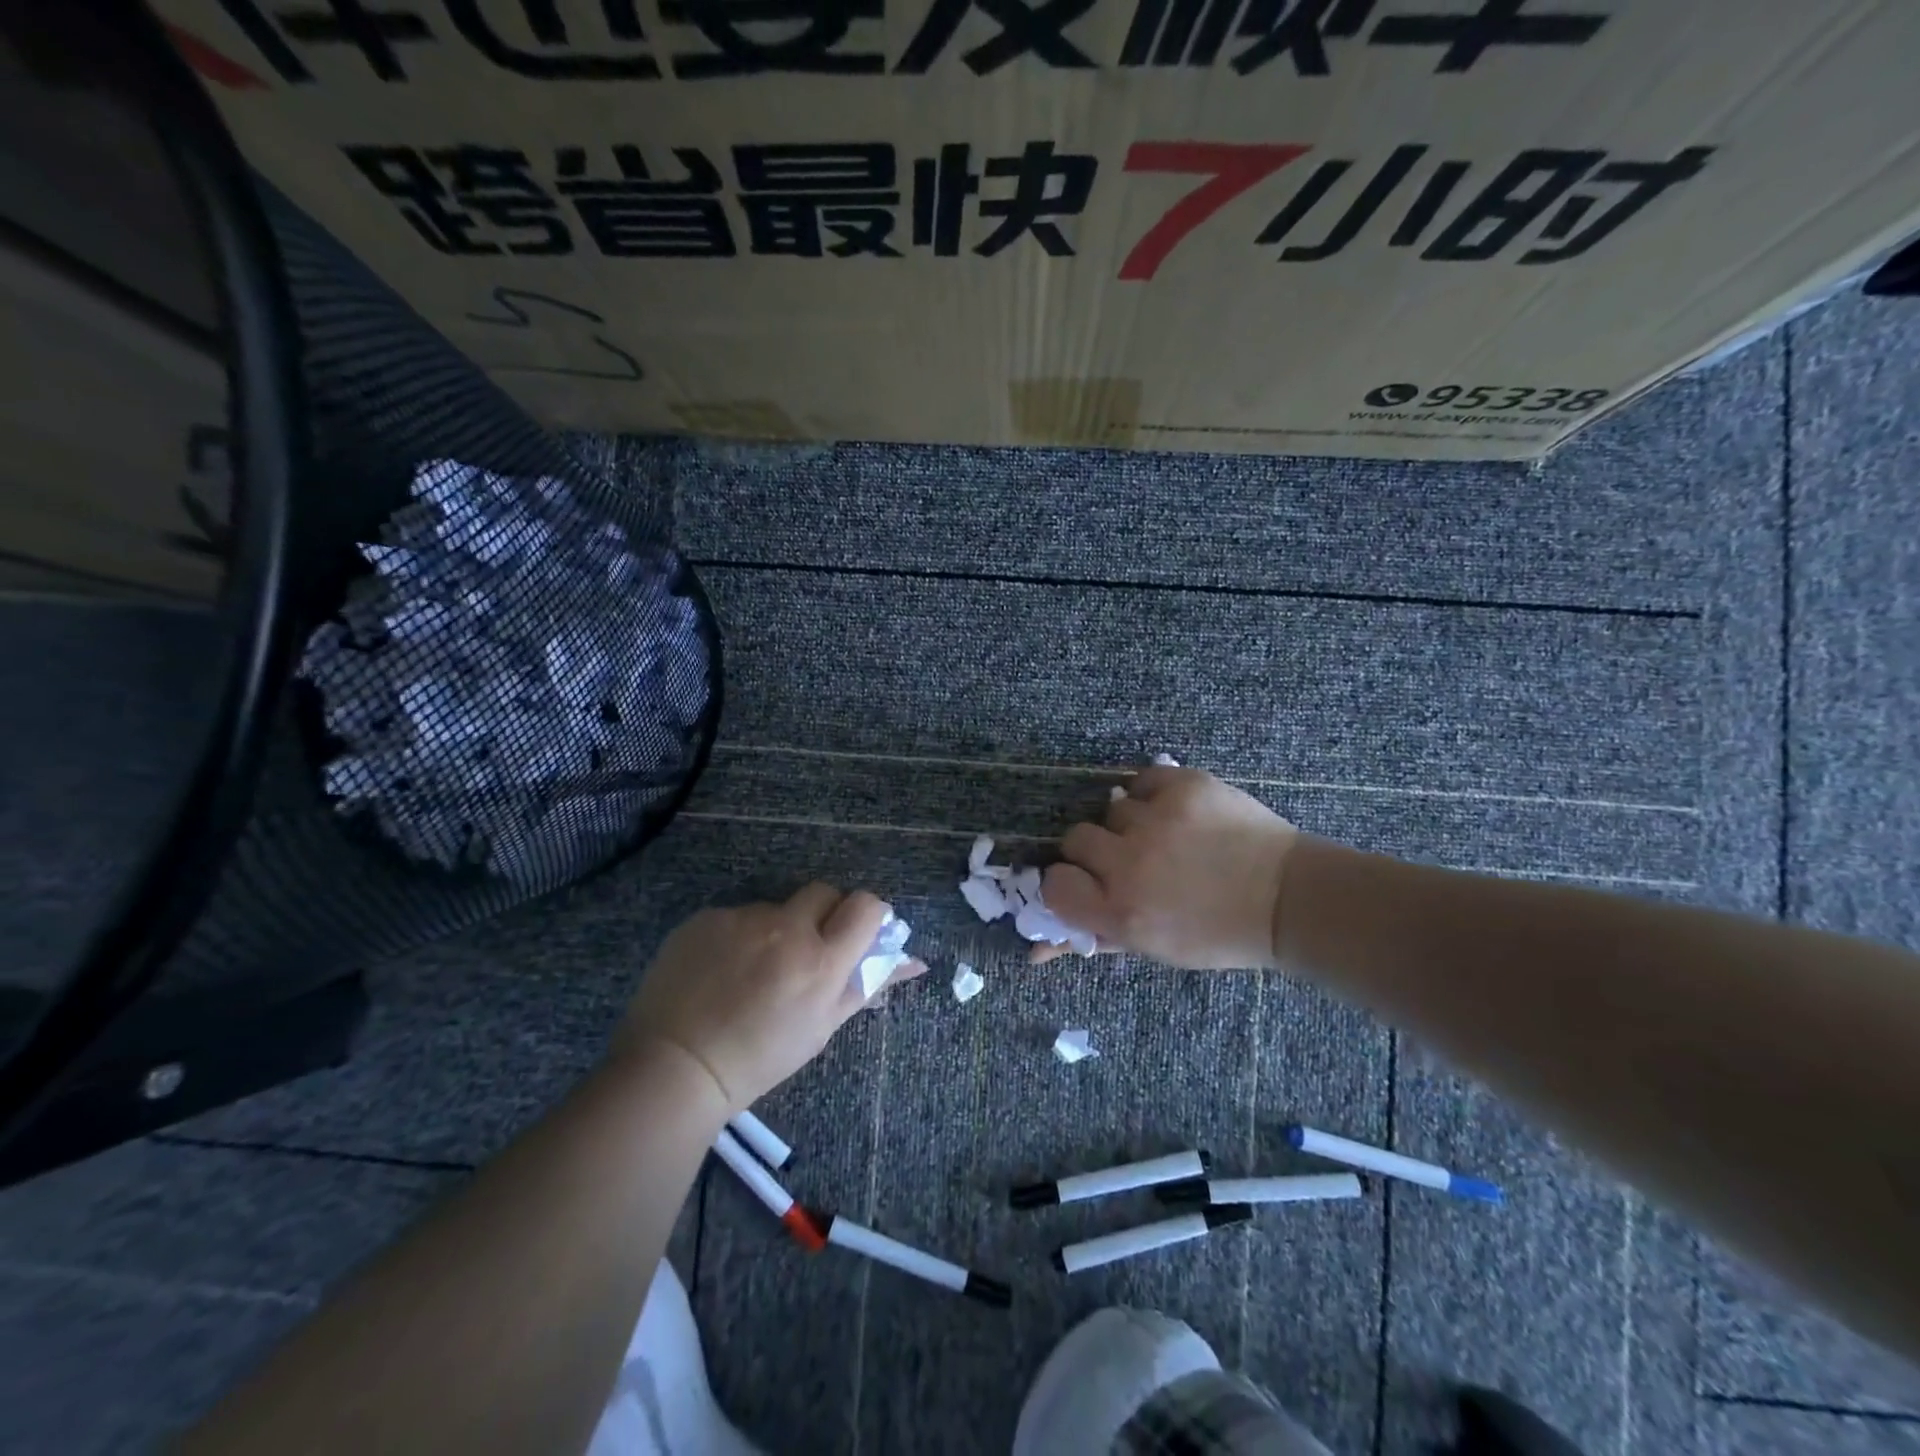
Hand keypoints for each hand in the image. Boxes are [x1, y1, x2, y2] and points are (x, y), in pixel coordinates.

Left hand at [613, 884, 921, 1112]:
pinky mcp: (706, 917)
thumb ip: (868, 985)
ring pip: (776, 908)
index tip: (856, 933)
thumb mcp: (822, 1027)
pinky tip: (720, 970)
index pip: (866, 905)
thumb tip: (915, 962)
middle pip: (823, 892)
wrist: (674, 1068)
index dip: (866, 914)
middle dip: (823, 914)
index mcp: (821, 961)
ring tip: (751, 971)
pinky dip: (738, 936)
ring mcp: (742, 919)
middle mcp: (786, 929)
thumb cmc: (760, 1058)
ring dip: (776, 930)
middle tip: (806, 950)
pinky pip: (737, 916)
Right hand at [1037, 765, 1298, 969]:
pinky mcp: (1184, 786)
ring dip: (1131, 822)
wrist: (1287, 898)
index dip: (1067, 882)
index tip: (1086, 882)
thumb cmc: (1218, 934)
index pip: (1054, 884)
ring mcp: (1157, 820)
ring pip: (1112, 807)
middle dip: (1095, 849)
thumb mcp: (1153, 948)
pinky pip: (1143, 780)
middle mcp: (1130, 863)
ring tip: (1166, 836)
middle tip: (1127, 857)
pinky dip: (1155, 793)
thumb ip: (1094, 940)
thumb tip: (1036, 950)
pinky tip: (1178, 811)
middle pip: (1075, 838)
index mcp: (1121, 912)